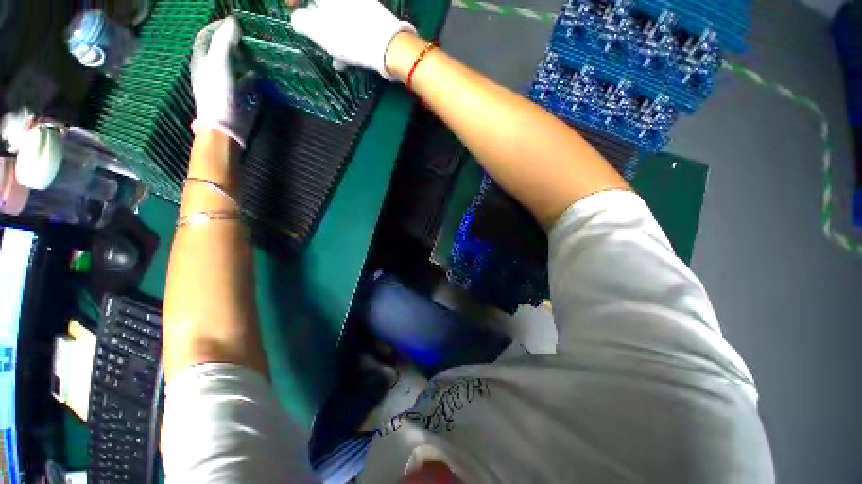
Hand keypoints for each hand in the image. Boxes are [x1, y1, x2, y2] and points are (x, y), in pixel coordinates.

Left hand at [190, 18, 259, 148]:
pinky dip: (253, 74)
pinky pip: (246, 80)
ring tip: (256, 50)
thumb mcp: (219, 63)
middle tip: (248, 35)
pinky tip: (261, 72)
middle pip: (221, 49)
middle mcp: (213, 69)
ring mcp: (226, 83)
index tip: (233, 22)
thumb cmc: (218, 94)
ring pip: (234, 64)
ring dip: (244, 56)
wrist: (226, 126)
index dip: (216, 26)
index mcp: (203, 60)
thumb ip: (224, 41)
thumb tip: (233, 21)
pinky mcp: (239, 95)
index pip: (206, 37)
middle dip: (232, 40)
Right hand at [291, 0, 415, 79]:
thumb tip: (298, 20)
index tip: (291, 8)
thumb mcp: (318, 30)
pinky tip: (348, 61)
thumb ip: (302, 22)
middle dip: (317, 22)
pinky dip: (347, 41)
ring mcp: (361, 5)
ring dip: (333, 37)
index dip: (295, 1)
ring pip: (339, 18)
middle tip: (317, 39)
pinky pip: (354, 27)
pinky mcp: (373, 19)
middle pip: (324, 6)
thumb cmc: (350, 36)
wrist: (389, 47)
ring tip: (335, 59)